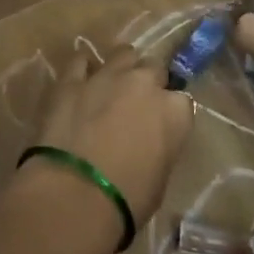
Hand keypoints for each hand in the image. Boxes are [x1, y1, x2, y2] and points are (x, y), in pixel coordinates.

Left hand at [29, 48, 192, 226]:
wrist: (75, 194)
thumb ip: (160, 148)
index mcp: (174, 112)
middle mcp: (144, 84)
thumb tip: (148, 143)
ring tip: (112, 85)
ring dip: (122, 67)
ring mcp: (107, 76)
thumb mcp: (159, 178)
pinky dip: (84, 67)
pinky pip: (81, 60)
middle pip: (154, 68)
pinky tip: (81, 79)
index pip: (182, 101)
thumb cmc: (127, 200)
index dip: (170, 112)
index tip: (161, 125)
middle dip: (149, 83)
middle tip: (137, 105)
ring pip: (123, 54)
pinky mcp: (71, 80)